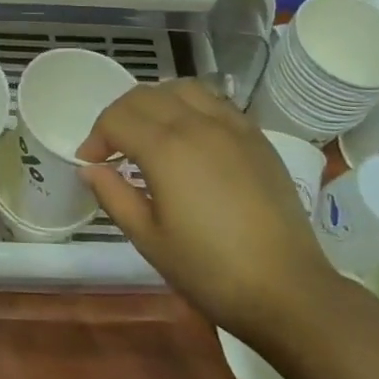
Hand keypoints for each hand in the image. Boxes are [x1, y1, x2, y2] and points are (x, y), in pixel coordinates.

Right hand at [75, 80, 333, 343]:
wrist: (288, 290)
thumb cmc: (211, 271)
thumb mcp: (150, 240)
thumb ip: (114, 196)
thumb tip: (90, 168)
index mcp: (166, 148)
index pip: (116, 119)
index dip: (96, 137)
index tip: (90, 163)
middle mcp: (196, 123)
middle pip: (144, 96)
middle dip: (119, 116)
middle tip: (113, 148)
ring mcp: (231, 125)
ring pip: (181, 88)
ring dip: (155, 102)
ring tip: (150, 132)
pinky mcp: (256, 136)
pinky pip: (214, 101)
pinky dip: (190, 106)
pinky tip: (190, 135)